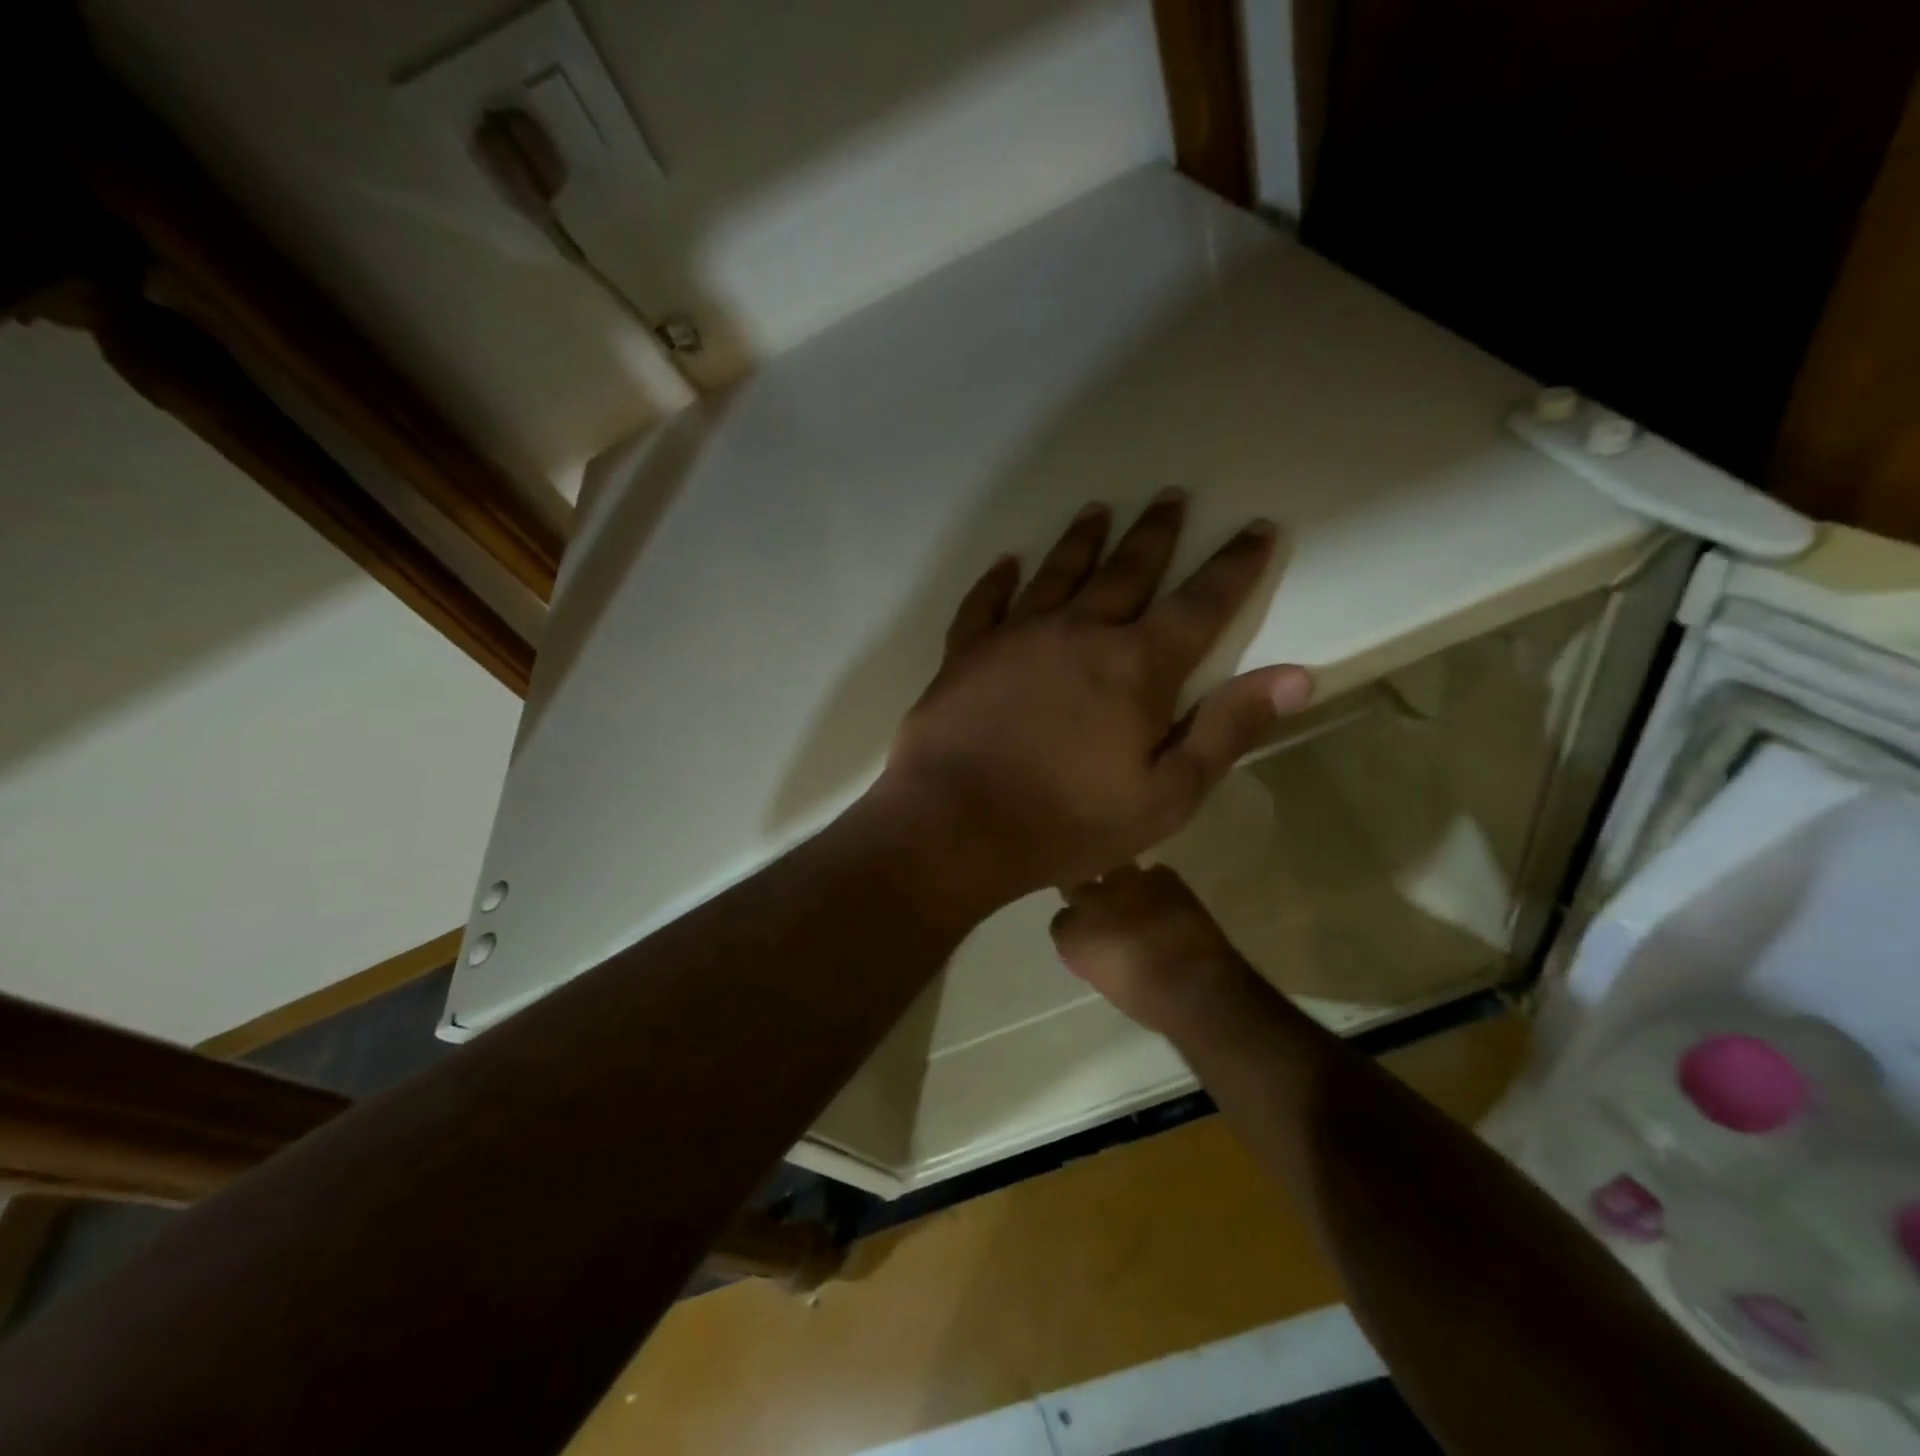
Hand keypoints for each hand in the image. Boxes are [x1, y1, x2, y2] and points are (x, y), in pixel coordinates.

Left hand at [873, 492, 1312, 904]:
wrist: (954, 826)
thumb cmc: (1066, 822)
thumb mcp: (1165, 796)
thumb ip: (1227, 731)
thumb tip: (1297, 676)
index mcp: (1135, 667)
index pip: (1200, 603)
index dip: (1235, 565)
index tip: (1258, 527)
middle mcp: (1079, 632)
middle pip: (1127, 570)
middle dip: (1155, 533)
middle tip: (1170, 495)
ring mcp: (1016, 637)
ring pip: (1058, 573)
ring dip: (1082, 540)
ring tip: (1098, 510)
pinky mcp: (966, 653)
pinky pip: (984, 603)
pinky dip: (997, 580)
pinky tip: (1006, 563)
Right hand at [1050, 863, 1260, 1037]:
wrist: (1192, 984)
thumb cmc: (1146, 1001)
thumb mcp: (1108, 984)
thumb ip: (1096, 959)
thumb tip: (1103, 952)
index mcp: (1071, 934)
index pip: (1061, 922)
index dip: (1076, 929)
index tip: (1088, 940)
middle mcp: (1090, 901)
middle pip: (1078, 887)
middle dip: (1089, 898)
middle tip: (1105, 915)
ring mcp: (1126, 883)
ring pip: (1113, 872)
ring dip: (1121, 886)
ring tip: (1135, 901)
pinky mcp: (1161, 877)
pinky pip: (1153, 873)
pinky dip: (1156, 886)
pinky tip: (1165, 902)